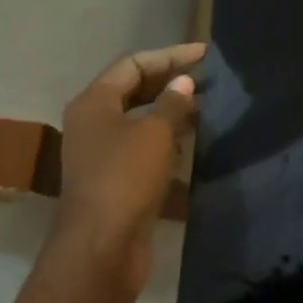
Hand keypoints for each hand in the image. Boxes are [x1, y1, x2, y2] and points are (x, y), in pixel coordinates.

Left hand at [55, 43, 205, 294]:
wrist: (101, 248)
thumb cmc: (125, 179)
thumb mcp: (155, 133)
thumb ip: (172, 103)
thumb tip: (184, 83)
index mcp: (94, 103)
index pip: (133, 64)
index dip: (170, 56)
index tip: (205, 54)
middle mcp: (93, 123)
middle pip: (134, 90)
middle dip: (171, 82)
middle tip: (209, 77)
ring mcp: (103, 154)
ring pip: (140, 121)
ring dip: (171, 112)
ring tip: (208, 106)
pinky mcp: (116, 181)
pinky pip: (144, 149)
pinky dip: (168, 141)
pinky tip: (195, 143)